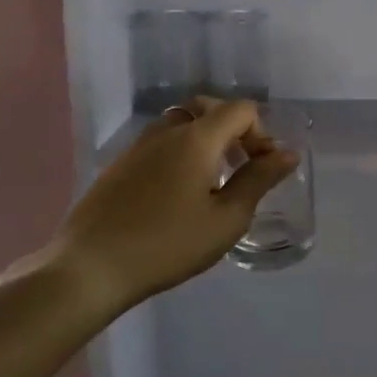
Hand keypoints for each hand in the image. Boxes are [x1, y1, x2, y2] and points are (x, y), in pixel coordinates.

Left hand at [40, 98, 297, 314]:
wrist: (88, 268)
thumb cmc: (167, 244)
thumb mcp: (226, 219)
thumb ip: (259, 181)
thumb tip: (287, 154)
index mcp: (197, 138)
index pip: (240, 109)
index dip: (261, 133)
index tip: (262, 168)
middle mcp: (167, 131)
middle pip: (209, 108)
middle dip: (233, 129)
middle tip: (240, 166)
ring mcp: (138, 146)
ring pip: (181, 124)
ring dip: (205, 140)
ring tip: (211, 180)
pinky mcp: (119, 165)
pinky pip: (160, 143)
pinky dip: (180, 152)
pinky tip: (177, 193)